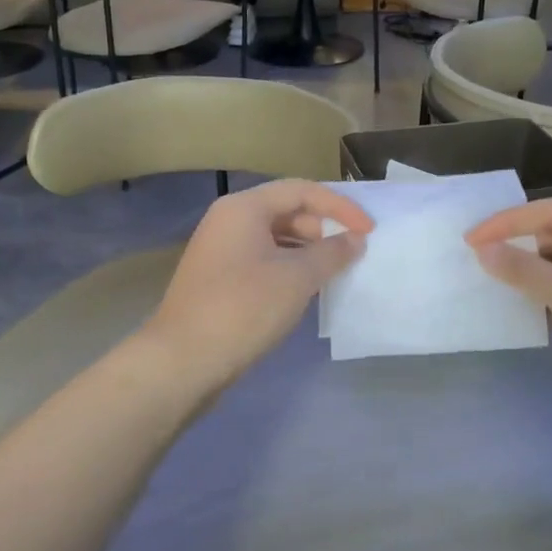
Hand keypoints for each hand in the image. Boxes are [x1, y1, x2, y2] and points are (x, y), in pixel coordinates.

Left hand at [136, 180, 371, 408]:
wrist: (183, 360)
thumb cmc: (243, 308)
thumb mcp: (296, 278)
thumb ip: (331, 254)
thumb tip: (354, 240)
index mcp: (244, 208)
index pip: (301, 190)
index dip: (340, 207)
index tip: (368, 231)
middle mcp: (228, 220)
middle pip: (285, 211)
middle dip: (322, 229)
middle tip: (350, 255)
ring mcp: (219, 250)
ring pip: (273, 238)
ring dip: (306, 251)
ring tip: (332, 274)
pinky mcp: (217, 278)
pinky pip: (261, 260)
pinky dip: (287, 268)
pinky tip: (303, 291)